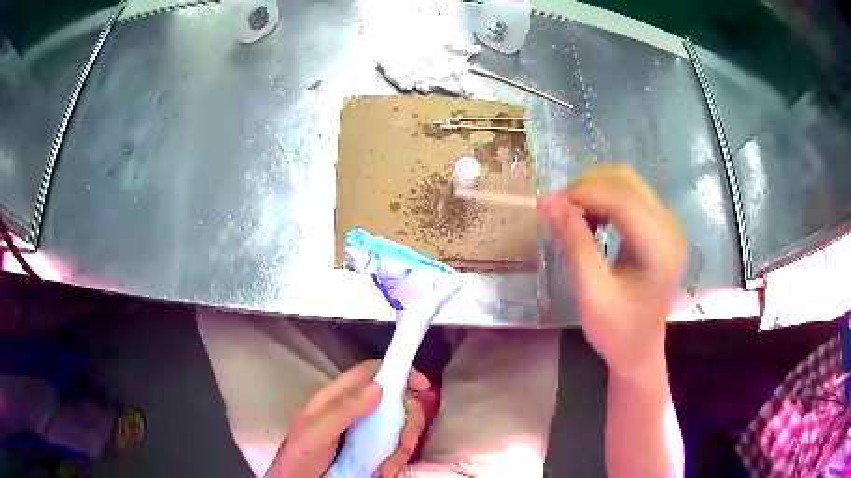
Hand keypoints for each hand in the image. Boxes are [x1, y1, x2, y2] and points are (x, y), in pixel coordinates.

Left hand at [265, 360, 429, 477]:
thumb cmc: (299, 457)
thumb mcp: (315, 433)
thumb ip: (343, 411)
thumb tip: (379, 387)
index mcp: (337, 398)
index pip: (370, 372)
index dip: (398, 371)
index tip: (422, 386)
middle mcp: (355, 410)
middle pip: (394, 401)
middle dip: (408, 421)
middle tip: (407, 444)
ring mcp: (364, 432)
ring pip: (399, 427)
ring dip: (401, 449)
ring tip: (387, 469)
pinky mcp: (370, 451)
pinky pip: (395, 449)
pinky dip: (396, 461)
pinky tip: (384, 473)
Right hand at [540, 166, 685, 380]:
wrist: (640, 350)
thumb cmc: (616, 331)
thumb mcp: (591, 293)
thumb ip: (574, 244)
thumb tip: (548, 201)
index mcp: (659, 249)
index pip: (622, 199)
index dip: (583, 193)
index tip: (551, 206)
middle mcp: (670, 228)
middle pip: (626, 181)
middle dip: (587, 187)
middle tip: (559, 211)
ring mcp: (669, 225)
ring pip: (627, 183)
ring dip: (595, 191)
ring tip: (574, 217)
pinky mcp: (662, 227)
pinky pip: (631, 195)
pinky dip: (605, 200)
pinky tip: (593, 221)